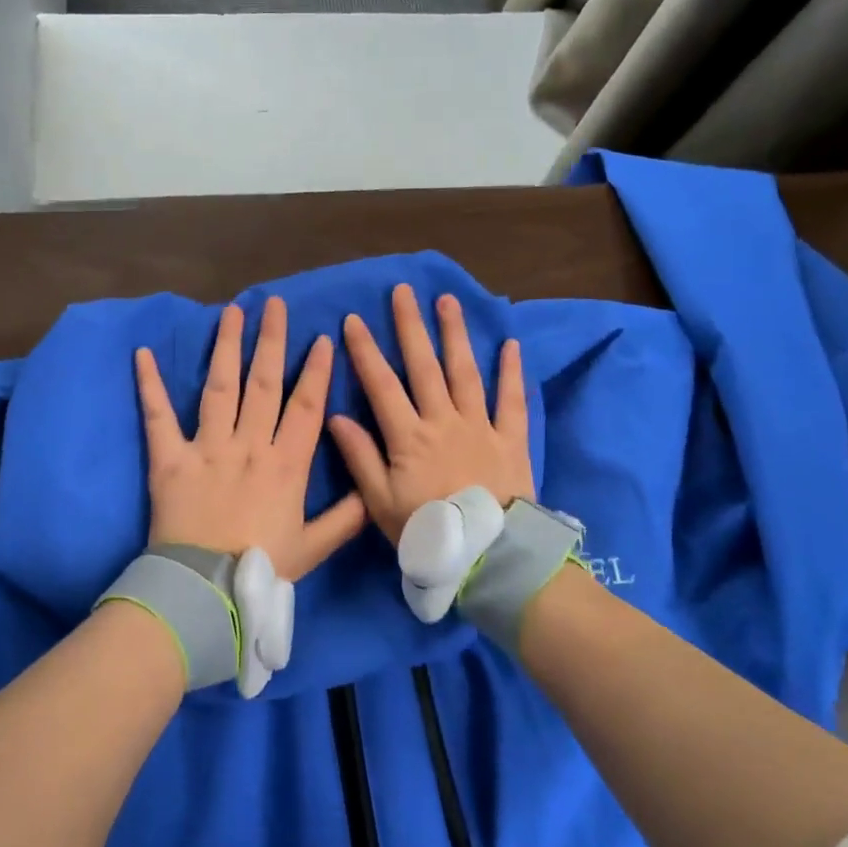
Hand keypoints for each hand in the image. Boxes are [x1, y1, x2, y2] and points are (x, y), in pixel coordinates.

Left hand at [135, 297, 366, 581]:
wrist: (205, 590)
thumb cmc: (261, 570)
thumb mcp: (313, 548)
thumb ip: (345, 518)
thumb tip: (372, 493)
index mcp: (286, 465)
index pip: (306, 408)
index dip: (316, 372)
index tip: (322, 338)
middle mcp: (249, 445)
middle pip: (264, 383)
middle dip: (271, 341)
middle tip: (275, 304)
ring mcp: (208, 448)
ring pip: (220, 387)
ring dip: (226, 347)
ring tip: (231, 311)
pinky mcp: (170, 459)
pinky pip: (159, 417)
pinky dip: (150, 386)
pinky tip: (143, 354)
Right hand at [326, 285, 532, 543]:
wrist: (489, 555)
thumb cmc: (427, 531)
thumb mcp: (380, 503)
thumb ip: (360, 458)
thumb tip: (336, 417)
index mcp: (408, 437)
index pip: (381, 384)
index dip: (365, 351)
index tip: (354, 319)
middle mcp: (442, 421)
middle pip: (424, 366)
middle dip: (411, 326)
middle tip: (403, 291)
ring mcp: (479, 426)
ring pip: (465, 372)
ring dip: (455, 334)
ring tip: (448, 301)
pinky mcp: (509, 438)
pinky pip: (511, 400)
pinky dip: (511, 371)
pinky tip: (510, 343)